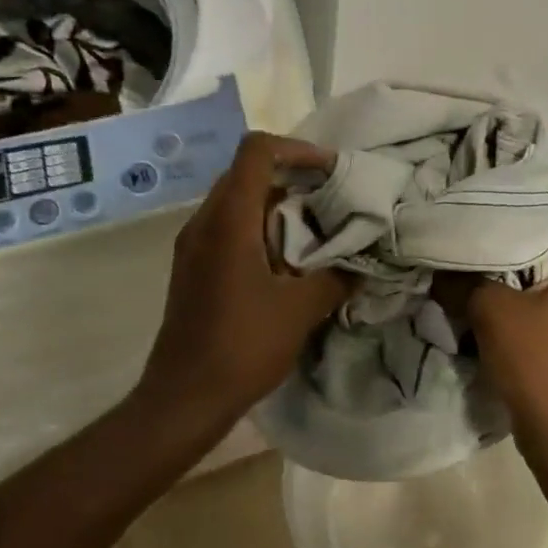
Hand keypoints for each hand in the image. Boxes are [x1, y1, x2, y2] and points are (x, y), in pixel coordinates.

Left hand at [136, 132, 351, 439]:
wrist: (183, 399)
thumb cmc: (242, 346)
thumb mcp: (301, 309)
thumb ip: (337, 277)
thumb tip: (363, 264)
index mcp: (229, 219)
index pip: (257, 150)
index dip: (298, 149)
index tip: (330, 173)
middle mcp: (204, 221)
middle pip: (247, 171)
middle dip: (292, 177)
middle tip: (330, 199)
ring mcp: (192, 244)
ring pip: (237, 200)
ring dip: (276, 204)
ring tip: (314, 230)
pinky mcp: (192, 266)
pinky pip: (228, 227)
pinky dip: (259, 227)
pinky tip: (286, 260)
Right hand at [446, 187, 547, 464]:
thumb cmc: (540, 363)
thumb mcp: (492, 313)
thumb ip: (462, 281)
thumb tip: (435, 263)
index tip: (520, 179)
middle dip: (532, 215)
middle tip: (489, 204)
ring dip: (524, 252)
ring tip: (484, 241)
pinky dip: (525, 283)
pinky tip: (491, 286)